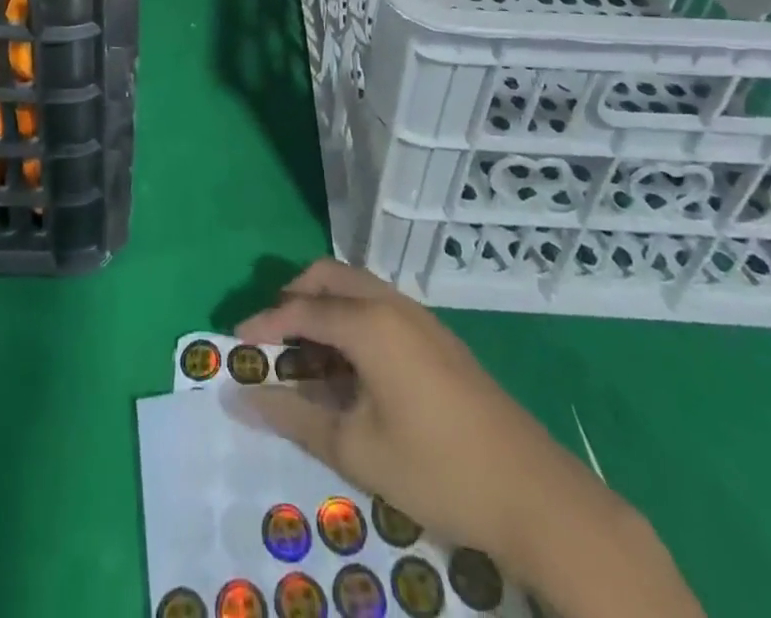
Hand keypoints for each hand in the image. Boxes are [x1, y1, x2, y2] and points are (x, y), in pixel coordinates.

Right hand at [231, 260, 614, 572]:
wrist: (536, 494)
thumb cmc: (437, 469)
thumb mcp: (356, 448)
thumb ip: (294, 416)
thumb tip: (239, 399)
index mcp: (369, 322)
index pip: (301, 309)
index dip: (264, 323)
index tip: (234, 343)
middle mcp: (392, 303)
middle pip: (328, 277)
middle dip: (294, 297)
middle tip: (271, 338)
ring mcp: (420, 317)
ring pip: (356, 287)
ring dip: (324, 306)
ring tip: (306, 355)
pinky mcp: (437, 336)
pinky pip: (379, 305)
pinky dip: (351, 318)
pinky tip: (350, 366)